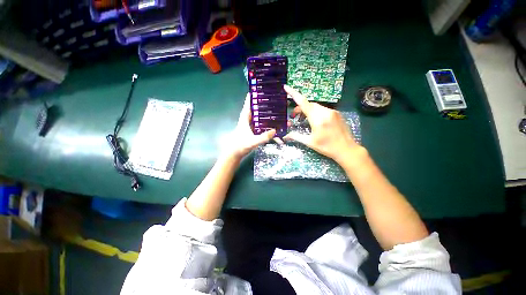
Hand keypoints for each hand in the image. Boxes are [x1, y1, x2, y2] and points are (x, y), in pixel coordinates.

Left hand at [222, 93, 275, 159]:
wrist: (234, 154)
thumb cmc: (240, 146)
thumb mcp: (252, 141)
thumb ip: (263, 137)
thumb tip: (275, 131)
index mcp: (245, 119)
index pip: (248, 105)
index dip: (252, 97)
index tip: (258, 89)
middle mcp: (247, 121)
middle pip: (255, 110)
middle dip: (263, 105)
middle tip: (272, 100)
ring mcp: (250, 127)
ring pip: (258, 117)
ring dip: (265, 115)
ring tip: (275, 111)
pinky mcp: (252, 132)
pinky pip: (260, 125)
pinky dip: (266, 124)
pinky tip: (273, 125)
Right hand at [283, 85, 362, 164]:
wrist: (347, 149)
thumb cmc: (327, 147)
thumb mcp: (310, 142)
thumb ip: (296, 136)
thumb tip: (285, 136)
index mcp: (317, 118)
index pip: (303, 103)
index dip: (293, 94)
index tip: (286, 87)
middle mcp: (325, 112)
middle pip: (309, 104)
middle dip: (300, 108)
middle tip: (295, 117)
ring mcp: (332, 112)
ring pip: (316, 106)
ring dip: (308, 110)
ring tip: (304, 120)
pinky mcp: (337, 114)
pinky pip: (323, 109)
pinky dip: (316, 112)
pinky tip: (315, 121)